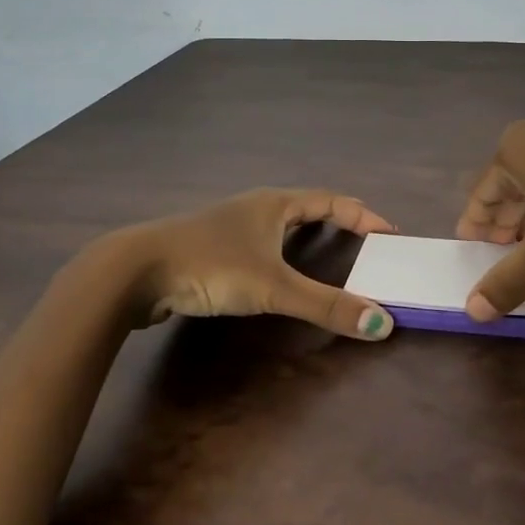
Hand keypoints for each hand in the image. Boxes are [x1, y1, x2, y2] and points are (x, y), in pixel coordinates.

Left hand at [94, 188, 399, 340]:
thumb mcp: (273, 287)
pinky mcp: (209, 248)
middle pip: (306, 207)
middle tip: (364, 241)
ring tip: (326, 254)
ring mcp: (228, 226)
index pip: (331, 200)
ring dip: (306, 236)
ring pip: (278, 226)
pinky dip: (279, 254)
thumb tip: (382, 323)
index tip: (390, 233)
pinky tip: (273, 273)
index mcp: (274, 204)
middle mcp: (254, 208)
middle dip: (337, 221)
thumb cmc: (211, 265)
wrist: (135, 272)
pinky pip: (257, 245)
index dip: (363, 216)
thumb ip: (326, 306)